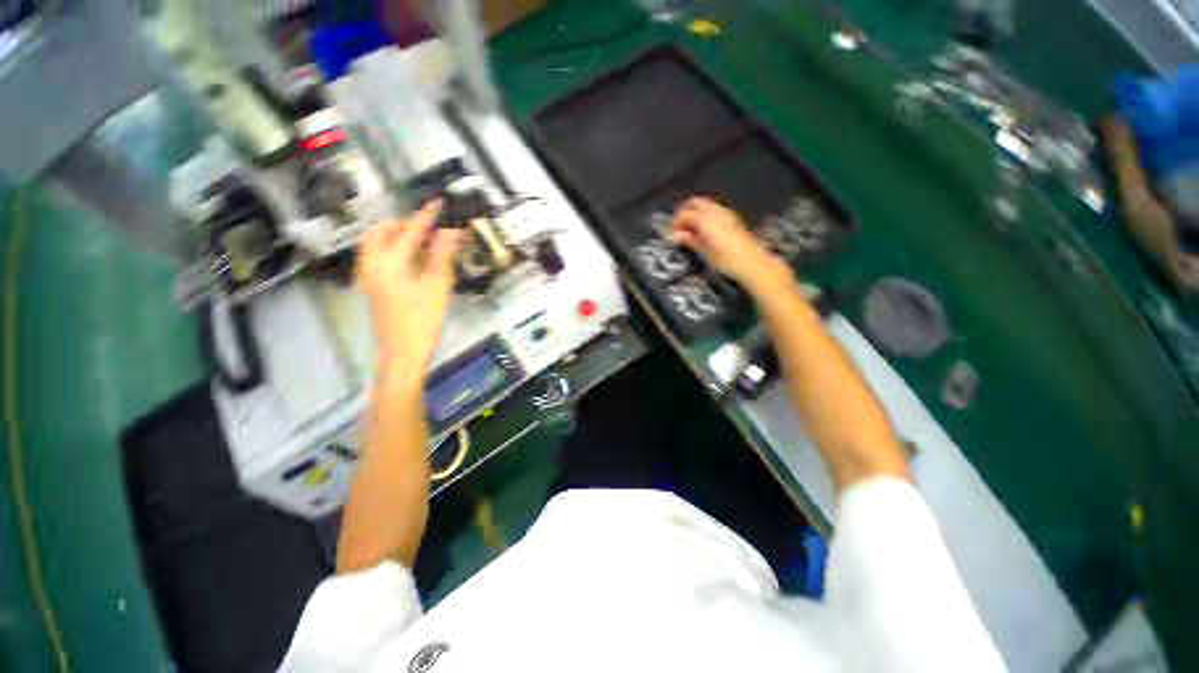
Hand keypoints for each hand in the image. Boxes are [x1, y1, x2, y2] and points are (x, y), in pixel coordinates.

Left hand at [357, 200, 462, 374]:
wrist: (402, 352)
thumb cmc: (423, 319)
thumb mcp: (438, 286)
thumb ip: (443, 255)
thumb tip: (452, 231)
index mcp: (389, 262)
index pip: (410, 231)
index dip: (426, 216)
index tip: (438, 202)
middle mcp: (371, 263)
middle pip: (382, 232)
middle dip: (405, 225)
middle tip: (430, 229)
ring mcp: (368, 275)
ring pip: (377, 244)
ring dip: (398, 237)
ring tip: (425, 244)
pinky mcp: (371, 286)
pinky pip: (378, 257)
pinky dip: (394, 250)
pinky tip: (415, 261)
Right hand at [669, 196, 789, 291]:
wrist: (752, 262)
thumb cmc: (725, 260)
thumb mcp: (704, 252)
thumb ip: (689, 240)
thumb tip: (675, 235)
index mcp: (705, 219)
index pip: (684, 214)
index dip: (675, 222)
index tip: (671, 233)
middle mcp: (715, 211)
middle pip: (694, 202)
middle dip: (684, 211)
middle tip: (679, 227)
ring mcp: (725, 212)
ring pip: (705, 204)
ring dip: (695, 212)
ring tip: (690, 229)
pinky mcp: (732, 217)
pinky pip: (714, 209)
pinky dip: (705, 214)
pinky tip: (704, 229)